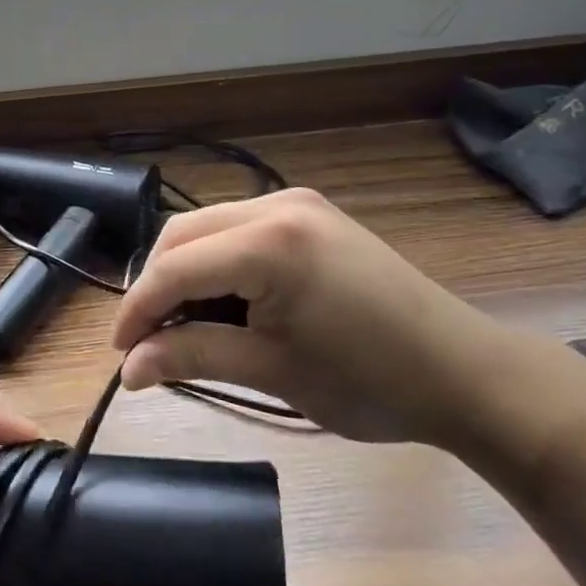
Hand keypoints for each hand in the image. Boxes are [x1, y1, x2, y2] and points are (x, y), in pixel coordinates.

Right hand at [112, 189, 507, 443]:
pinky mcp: (310, 215)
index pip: (175, 268)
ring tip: (186, 326)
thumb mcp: (272, 372)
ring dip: (185, 273)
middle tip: (148, 341)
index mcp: (268, 242)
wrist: (467, 374)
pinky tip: (225, 302)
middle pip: (182, 236)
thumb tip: (129, 371)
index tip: (119, 354)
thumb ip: (193, 358)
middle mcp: (275, 205)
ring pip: (207, 229)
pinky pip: (238, 231)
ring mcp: (296, 204)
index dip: (138, 309)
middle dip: (157, 287)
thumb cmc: (371, 382)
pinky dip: (217, 264)